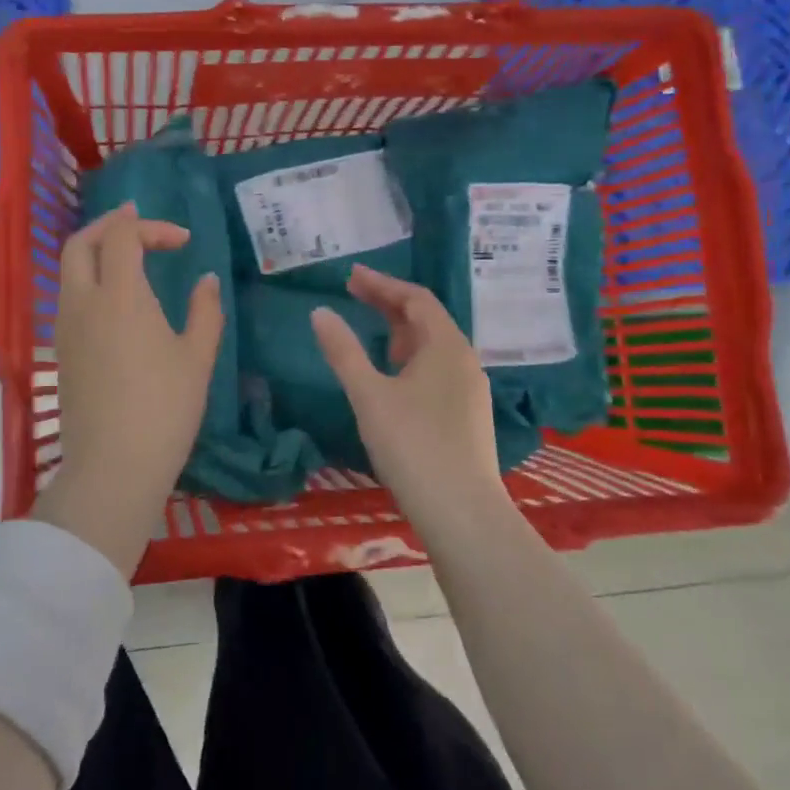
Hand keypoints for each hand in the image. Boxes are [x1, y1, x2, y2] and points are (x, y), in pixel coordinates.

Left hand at [33, 203, 223, 578]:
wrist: (113, 467)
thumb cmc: (164, 409)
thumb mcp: (197, 358)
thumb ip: (205, 310)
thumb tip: (206, 280)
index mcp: (119, 296)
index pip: (122, 236)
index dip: (151, 227)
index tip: (183, 242)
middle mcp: (83, 302)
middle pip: (80, 243)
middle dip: (109, 225)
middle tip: (139, 225)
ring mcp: (65, 328)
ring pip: (69, 271)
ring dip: (96, 253)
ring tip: (130, 259)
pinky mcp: (60, 352)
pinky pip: (69, 298)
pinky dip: (89, 280)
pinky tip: (116, 300)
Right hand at [310, 264, 511, 530]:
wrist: (462, 513)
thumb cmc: (413, 445)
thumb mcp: (369, 395)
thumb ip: (343, 351)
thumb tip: (320, 312)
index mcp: (446, 346)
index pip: (416, 298)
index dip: (382, 284)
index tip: (350, 276)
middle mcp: (464, 360)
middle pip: (426, 319)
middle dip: (389, 303)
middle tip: (353, 293)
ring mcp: (469, 389)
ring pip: (433, 346)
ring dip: (400, 330)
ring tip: (370, 327)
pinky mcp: (467, 415)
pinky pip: (437, 369)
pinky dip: (410, 357)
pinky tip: (393, 375)